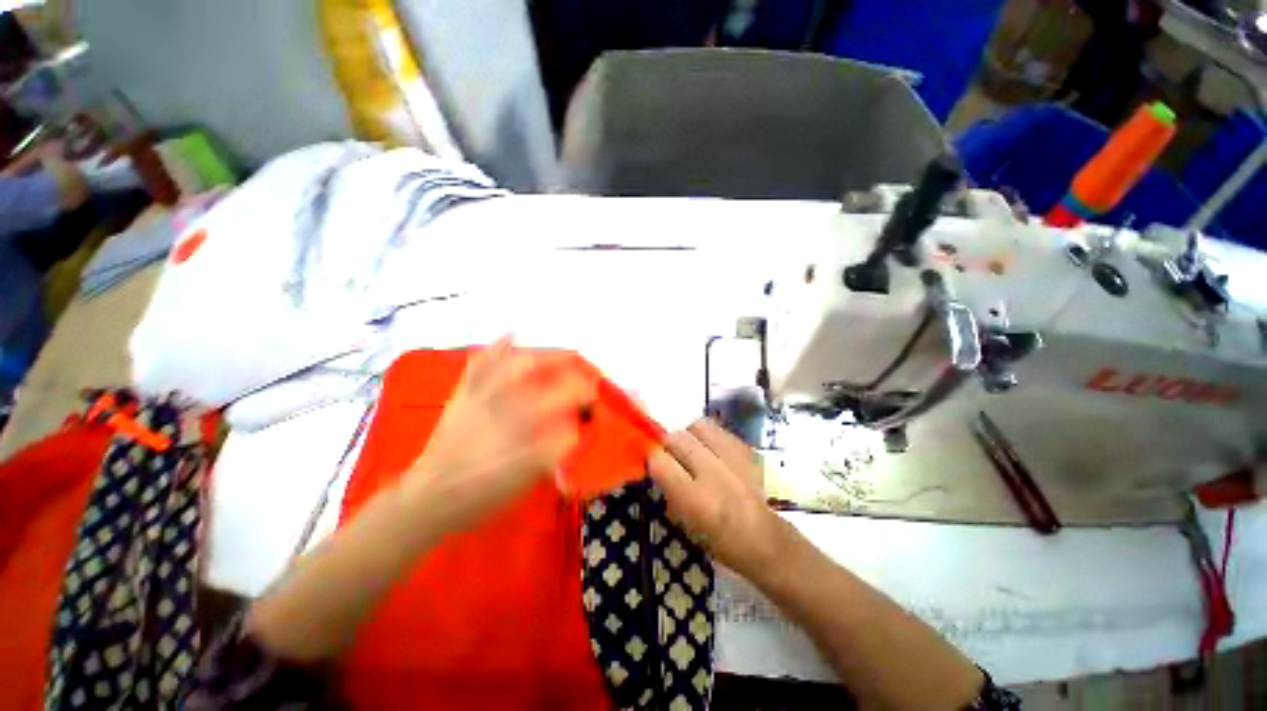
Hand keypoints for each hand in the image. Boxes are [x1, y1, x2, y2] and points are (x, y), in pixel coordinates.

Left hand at [401, 339, 597, 533]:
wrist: (429, 497)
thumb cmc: (480, 493)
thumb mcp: (523, 480)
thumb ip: (551, 452)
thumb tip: (574, 430)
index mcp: (518, 425)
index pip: (558, 398)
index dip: (580, 391)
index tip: (593, 393)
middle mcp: (500, 401)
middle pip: (536, 370)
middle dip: (562, 362)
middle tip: (580, 363)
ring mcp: (480, 395)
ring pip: (510, 362)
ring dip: (538, 353)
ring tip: (557, 352)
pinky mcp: (463, 395)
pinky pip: (479, 365)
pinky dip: (496, 348)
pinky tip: (510, 335)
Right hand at [648, 418, 796, 581]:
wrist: (767, 540)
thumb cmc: (722, 542)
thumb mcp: (687, 526)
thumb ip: (670, 492)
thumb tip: (658, 466)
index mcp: (695, 499)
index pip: (660, 461)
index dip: (652, 457)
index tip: (652, 461)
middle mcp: (713, 473)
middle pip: (677, 438)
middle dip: (668, 442)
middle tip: (670, 452)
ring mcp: (733, 459)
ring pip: (699, 426)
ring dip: (689, 434)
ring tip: (691, 445)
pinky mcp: (747, 451)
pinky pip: (719, 430)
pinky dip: (709, 435)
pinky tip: (711, 447)